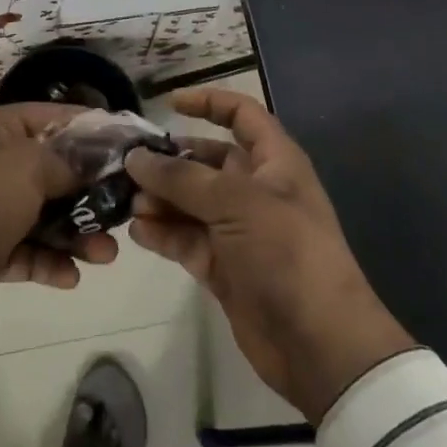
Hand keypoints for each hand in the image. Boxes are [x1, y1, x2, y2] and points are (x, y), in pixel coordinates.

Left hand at [0, 104, 117, 346]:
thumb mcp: (29, 167)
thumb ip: (69, 161)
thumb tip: (99, 159)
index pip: (56, 118)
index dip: (94, 130)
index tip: (132, 147)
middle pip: (55, 170)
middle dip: (91, 191)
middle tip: (127, 208)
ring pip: (46, 214)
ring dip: (77, 233)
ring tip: (106, 254)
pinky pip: (29, 251)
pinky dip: (50, 262)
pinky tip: (71, 277)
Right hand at [126, 89, 413, 423]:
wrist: (319, 344)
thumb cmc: (286, 252)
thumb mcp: (236, 203)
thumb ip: (182, 178)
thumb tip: (136, 157)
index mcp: (274, 162)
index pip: (242, 115)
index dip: (209, 102)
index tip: (169, 103)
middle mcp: (255, 190)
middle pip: (206, 161)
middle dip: (169, 161)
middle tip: (127, 165)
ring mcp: (238, 231)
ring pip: (190, 202)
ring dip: (160, 199)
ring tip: (128, 203)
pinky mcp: (223, 267)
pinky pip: (186, 240)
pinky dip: (163, 234)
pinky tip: (137, 231)